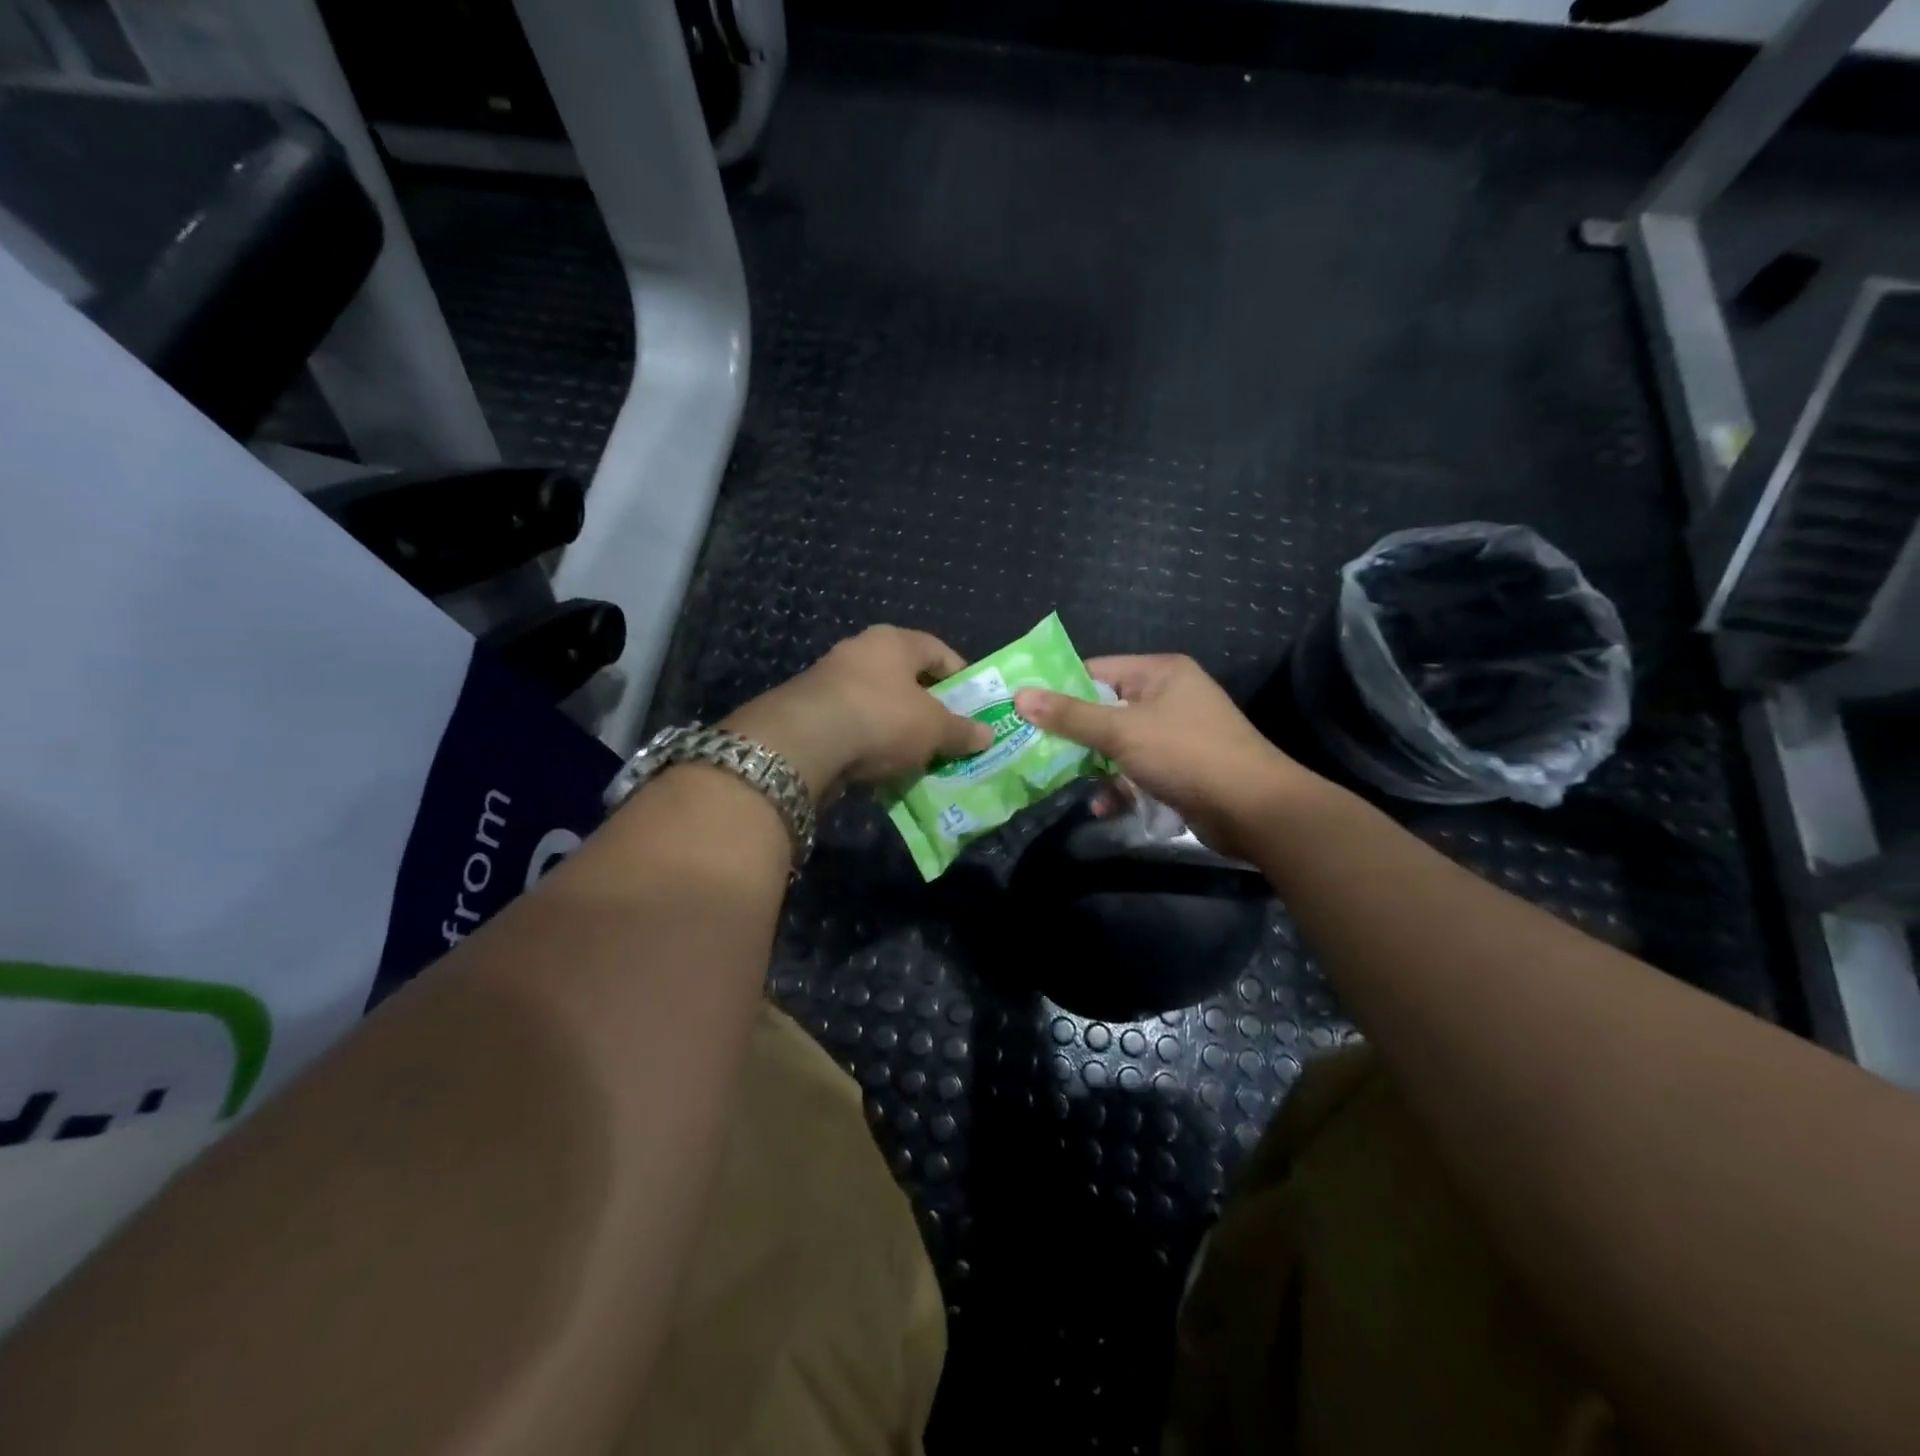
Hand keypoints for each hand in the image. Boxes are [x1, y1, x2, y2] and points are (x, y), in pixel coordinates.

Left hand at [723, 626, 992, 799]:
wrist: (804, 743)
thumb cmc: (882, 718)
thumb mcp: (933, 728)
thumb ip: (961, 731)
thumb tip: (987, 735)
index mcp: (893, 641)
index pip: (937, 650)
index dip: (960, 677)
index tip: (973, 705)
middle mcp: (859, 651)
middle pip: (905, 677)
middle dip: (928, 707)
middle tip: (947, 734)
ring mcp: (829, 680)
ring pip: (877, 703)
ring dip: (897, 727)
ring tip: (918, 756)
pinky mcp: (809, 711)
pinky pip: (853, 725)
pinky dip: (870, 743)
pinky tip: (882, 767)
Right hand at [1014, 655, 1322, 856]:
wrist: (1254, 809)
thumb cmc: (1185, 754)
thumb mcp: (1120, 731)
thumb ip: (1069, 716)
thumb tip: (1020, 696)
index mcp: (1159, 673)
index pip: (1096, 670)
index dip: (1059, 689)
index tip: (1024, 709)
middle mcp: (1169, 698)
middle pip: (1105, 709)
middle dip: (1073, 734)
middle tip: (1033, 749)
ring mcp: (1176, 735)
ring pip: (1119, 745)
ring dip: (1094, 766)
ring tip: (1064, 783)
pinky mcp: (1181, 769)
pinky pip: (1138, 771)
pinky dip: (1120, 787)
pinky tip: (1104, 807)